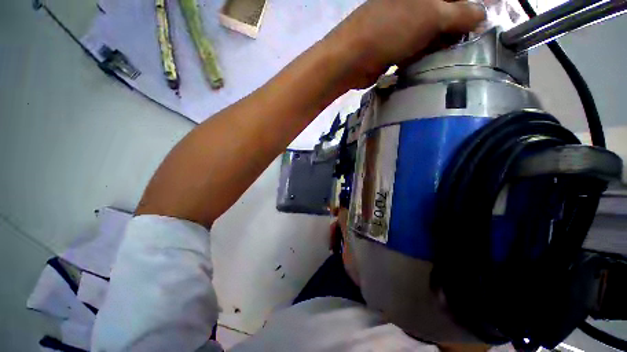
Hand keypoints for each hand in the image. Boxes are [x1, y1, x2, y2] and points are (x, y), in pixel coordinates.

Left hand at [326, 0, 485, 87]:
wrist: (352, 59)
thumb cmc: (391, 30)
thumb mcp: (431, 15)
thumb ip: (460, 14)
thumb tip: (483, 15)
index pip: (455, 0)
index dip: (469, 12)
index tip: (479, 28)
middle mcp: (414, 5)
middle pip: (445, 17)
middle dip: (456, 31)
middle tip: (465, 47)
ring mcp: (402, 27)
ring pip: (431, 36)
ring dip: (440, 47)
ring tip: (449, 58)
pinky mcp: (394, 47)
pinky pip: (416, 51)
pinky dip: (423, 57)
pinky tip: (428, 65)